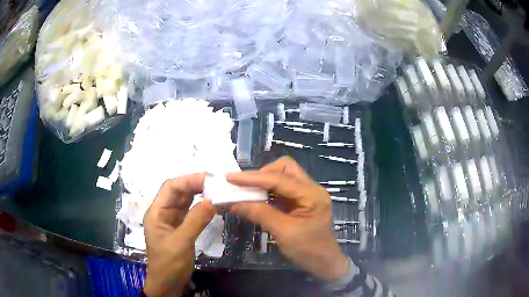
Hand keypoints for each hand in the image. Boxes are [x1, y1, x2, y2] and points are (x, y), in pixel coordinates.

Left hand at [143, 173, 215, 296]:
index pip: (171, 188)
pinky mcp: (181, 228)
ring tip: (217, 190)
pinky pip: (191, 213)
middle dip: (196, 185)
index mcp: (157, 212)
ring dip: (200, 194)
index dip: (188, 180)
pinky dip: (202, 207)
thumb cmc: (168, 264)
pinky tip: (212, 204)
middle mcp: (163, 212)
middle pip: (178, 192)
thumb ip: (196, 221)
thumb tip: (213, 200)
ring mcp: (172, 220)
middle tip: (217, 183)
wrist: (168, 284)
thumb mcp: (181, 242)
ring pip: (186, 201)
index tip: (209, 178)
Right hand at [227, 157, 349, 281]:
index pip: (279, 178)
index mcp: (312, 194)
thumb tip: (234, 203)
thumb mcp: (284, 233)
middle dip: (262, 174)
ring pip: (283, 176)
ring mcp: (307, 194)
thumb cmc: (309, 250)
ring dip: (263, 182)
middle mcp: (311, 189)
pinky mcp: (301, 202)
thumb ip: (260, 214)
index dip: (253, 178)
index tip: (230, 178)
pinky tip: (255, 198)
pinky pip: (282, 189)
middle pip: (285, 168)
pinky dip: (267, 191)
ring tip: (244, 190)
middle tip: (243, 186)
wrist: (324, 264)